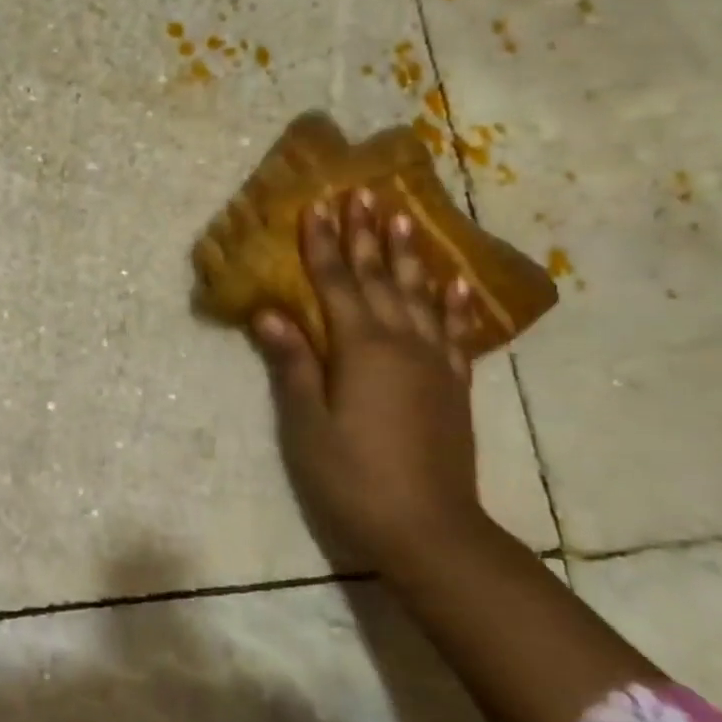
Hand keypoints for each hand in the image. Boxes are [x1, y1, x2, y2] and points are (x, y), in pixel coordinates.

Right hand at [250, 190, 482, 553]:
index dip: (323, 244)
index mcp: (361, 350)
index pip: (337, 284)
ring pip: (419, 295)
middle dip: (367, 234)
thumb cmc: (353, 477)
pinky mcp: (454, 385)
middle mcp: (402, 343)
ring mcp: (434, 362)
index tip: (317, 204)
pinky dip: (451, 302)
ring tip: (404, 216)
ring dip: (408, 254)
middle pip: (380, 278)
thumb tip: (268, 312)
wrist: (429, 529)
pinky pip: (454, 331)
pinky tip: (452, 282)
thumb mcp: (308, 424)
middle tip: (362, 192)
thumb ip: (293, 364)